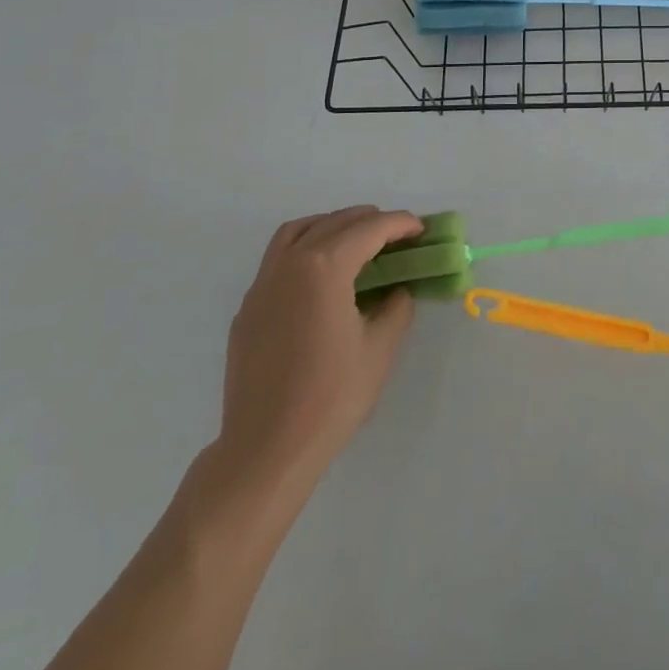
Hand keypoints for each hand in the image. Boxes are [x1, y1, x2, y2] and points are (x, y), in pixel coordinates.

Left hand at [209, 206, 421, 498]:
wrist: (266, 449)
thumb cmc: (330, 397)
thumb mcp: (380, 349)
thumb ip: (395, 307)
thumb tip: (397, 290)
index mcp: (324, 267)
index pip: (368, 229)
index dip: (399, 224)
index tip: (421, 228)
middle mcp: (289, 264)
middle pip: (333, 223)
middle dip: (368, 220)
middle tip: (396, 235)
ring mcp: (262, 285)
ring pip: (297, 232)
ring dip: (330, 226)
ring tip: (355, 241)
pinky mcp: (248, 309)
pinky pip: (278, 260)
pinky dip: (305, 251)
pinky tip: (320, 279)